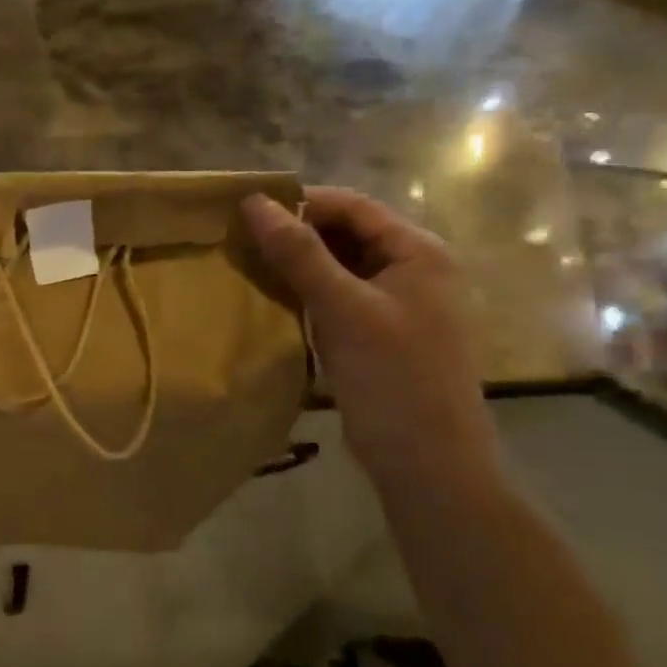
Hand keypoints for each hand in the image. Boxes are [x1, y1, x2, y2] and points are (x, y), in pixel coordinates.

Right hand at [243, 188, 496, 490]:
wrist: (426, 463)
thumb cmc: (392, 377)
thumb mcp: (343, 308)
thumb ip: (299, 253)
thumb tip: (254, 203)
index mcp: (418, 252)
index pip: (352, 206)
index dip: (301, 203)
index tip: (246, 212)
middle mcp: (412, 270)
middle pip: (346, 234)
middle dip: (295, 234)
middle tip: (239, 242)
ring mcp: (396, 305)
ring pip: (338, 267)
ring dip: (296, 265)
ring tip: (246, 267)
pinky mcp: (377, 335)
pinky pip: (336, 299)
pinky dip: (305, 294)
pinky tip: (271, 301)